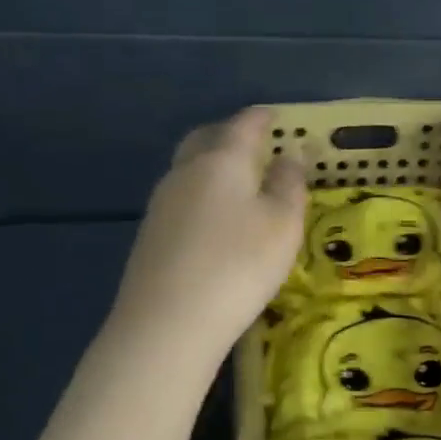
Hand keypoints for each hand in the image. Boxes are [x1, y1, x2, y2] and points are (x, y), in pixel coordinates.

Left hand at [113, 108, 306, 364]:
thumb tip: (290, 154)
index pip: (243, 125)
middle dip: (229, 134)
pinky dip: (202, 193)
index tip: (275, 116)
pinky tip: (215, 218)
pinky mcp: (151, 234)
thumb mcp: (283, 224)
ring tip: (239, 181)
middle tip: (253, 143)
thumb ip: (289, 184)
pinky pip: (182, 197)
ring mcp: (162, 203)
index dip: (262, 118)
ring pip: (189, 168)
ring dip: (213, 165)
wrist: (168, 323)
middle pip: (206, 139)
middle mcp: (186, 172)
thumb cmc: (239, 264)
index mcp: (222, 160)